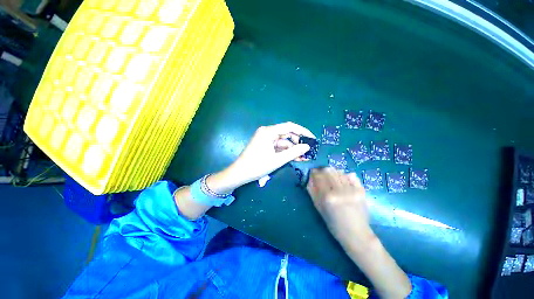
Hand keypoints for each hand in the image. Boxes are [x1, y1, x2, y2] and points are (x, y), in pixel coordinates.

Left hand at [226, 122, 314, 184]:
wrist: (239, 174)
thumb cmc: (257, 166)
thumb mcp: (277, 160)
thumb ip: (293, 152)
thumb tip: (307, 147)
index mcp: (268, 132)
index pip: (289, 127)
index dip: (302, 131)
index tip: (312, 138)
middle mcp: (267, 132)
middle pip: (287, 133)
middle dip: (298, 142)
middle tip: (308, 150)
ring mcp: (265, 138)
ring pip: (283, 141)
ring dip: (293, 148)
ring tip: (304, 157)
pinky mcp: (265, 145)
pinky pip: (278, 146)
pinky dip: (286, 151)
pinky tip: (295, 157)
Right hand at [306, 167, 373, 243]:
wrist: (356, 234)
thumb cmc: (334, 223)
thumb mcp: (318, 208)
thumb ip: (312, 192)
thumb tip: (310, 178)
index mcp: (327, 196)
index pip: (318, 176)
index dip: (314, 172)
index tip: (313, 172)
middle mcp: (339, 191)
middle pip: (329, 171)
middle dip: (323, 170)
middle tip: (321, 174)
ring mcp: (352, 190)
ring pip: (339, 172)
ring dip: (333, 172)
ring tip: (332, 177)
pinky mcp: (361, 190)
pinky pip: (352, 176)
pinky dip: (345, 175)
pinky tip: (343, 180)